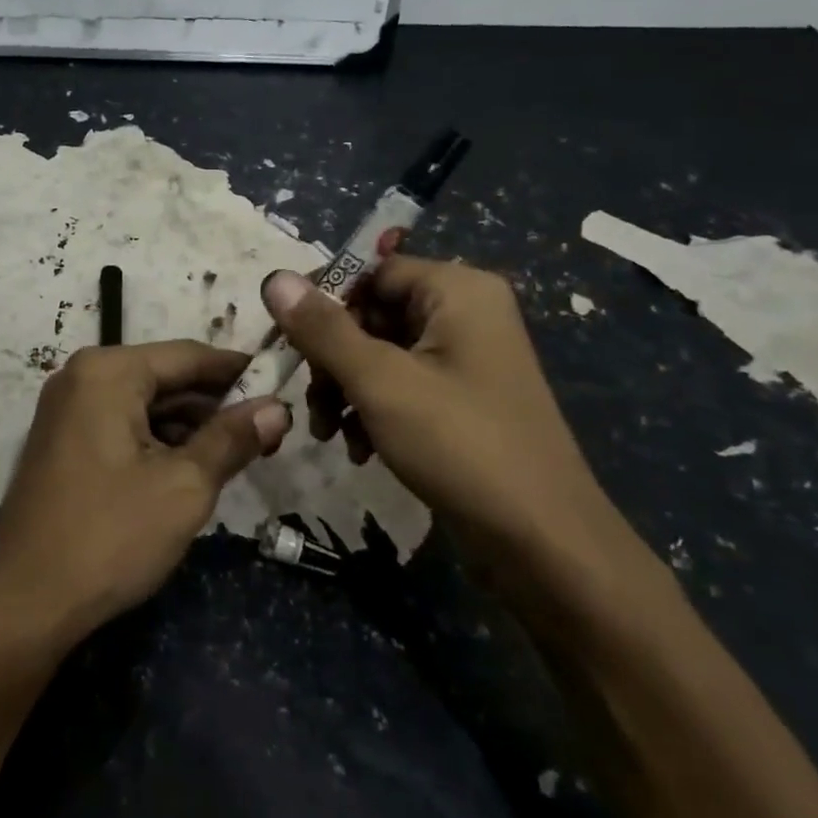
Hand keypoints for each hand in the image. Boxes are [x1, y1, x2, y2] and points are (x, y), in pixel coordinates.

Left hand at [0, 342, 291, 654]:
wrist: (24, 602)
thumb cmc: (109, 536)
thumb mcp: (184, 486)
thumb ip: (232, 439)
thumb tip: (278, 407)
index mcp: (107, 372)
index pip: (189, 356)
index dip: (239, 371)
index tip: (283, 385)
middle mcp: (82, 377)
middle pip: (165, 378)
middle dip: (216, 404)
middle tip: (268, 431)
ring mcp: (67, 409)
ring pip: (145, 404)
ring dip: (190, 426)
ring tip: (240, 452)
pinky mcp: (63, 440)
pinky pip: (122, 424)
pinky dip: (158, 441)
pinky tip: (192, 467)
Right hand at [260, 258, 652, 614]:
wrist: (543, 545)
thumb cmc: (461, 446)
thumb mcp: (379, 382)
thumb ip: (323, 328)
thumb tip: (274, 277)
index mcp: (457, 291)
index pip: (369, 272)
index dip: (324, 304)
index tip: (287, 343)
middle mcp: (465, 313)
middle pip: (371, 313)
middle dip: (332, 359)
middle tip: (313, 400)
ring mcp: (466, 358)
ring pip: (379, 353)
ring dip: (345, 389)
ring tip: (329, 432)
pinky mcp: (462, 399)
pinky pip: (401, 384)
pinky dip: (372, 410)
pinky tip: (358, 448)